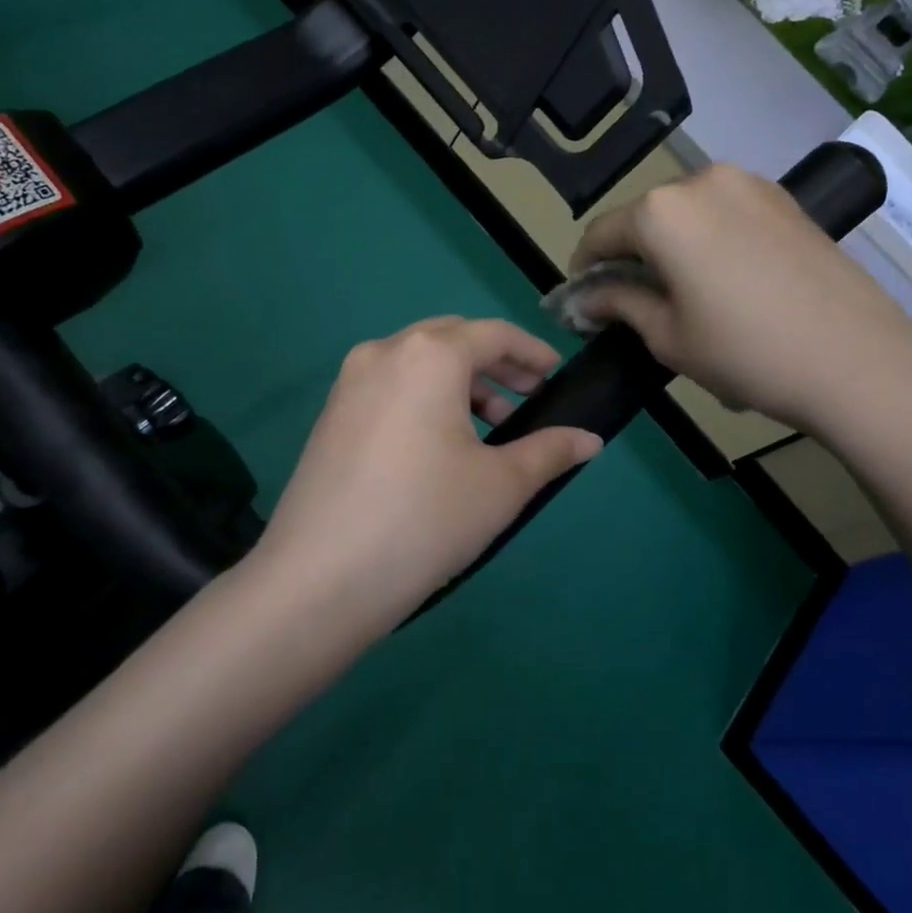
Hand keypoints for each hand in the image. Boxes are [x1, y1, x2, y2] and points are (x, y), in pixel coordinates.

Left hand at [250, 317, 601, 631]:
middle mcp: (384, 352)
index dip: (532, 353)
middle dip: (495, 365)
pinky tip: (441, 447)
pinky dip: (425, 401)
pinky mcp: (330, 415)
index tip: (556, 377)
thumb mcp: (501, 485)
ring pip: (418, 365)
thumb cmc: (426, 519)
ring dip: (460, 386)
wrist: (320, 578)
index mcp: (429, 355)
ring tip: (491, 433)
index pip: (493, 334)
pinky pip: (390, 388)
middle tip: (528, 400)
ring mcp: (349, 383)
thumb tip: (590, 440)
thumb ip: (550, 451)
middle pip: (452, 340)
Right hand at [570, 163, 911, 442]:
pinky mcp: (784, 200)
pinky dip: (708, 239)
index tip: (582, 301)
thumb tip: (585, 299)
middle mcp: (701, 181)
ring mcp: (749, 185)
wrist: (857, 361)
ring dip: (670, 246)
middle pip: (644, 217)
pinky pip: (725, 213)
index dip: (584, 269)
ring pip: (686, 213)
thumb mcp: (666, 336)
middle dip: (629, 256)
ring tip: (680, 293)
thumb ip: (618, 304)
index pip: (601, 234)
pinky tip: (722, 280)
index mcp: (662, 212)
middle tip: (631, 301)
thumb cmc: (745, 352)